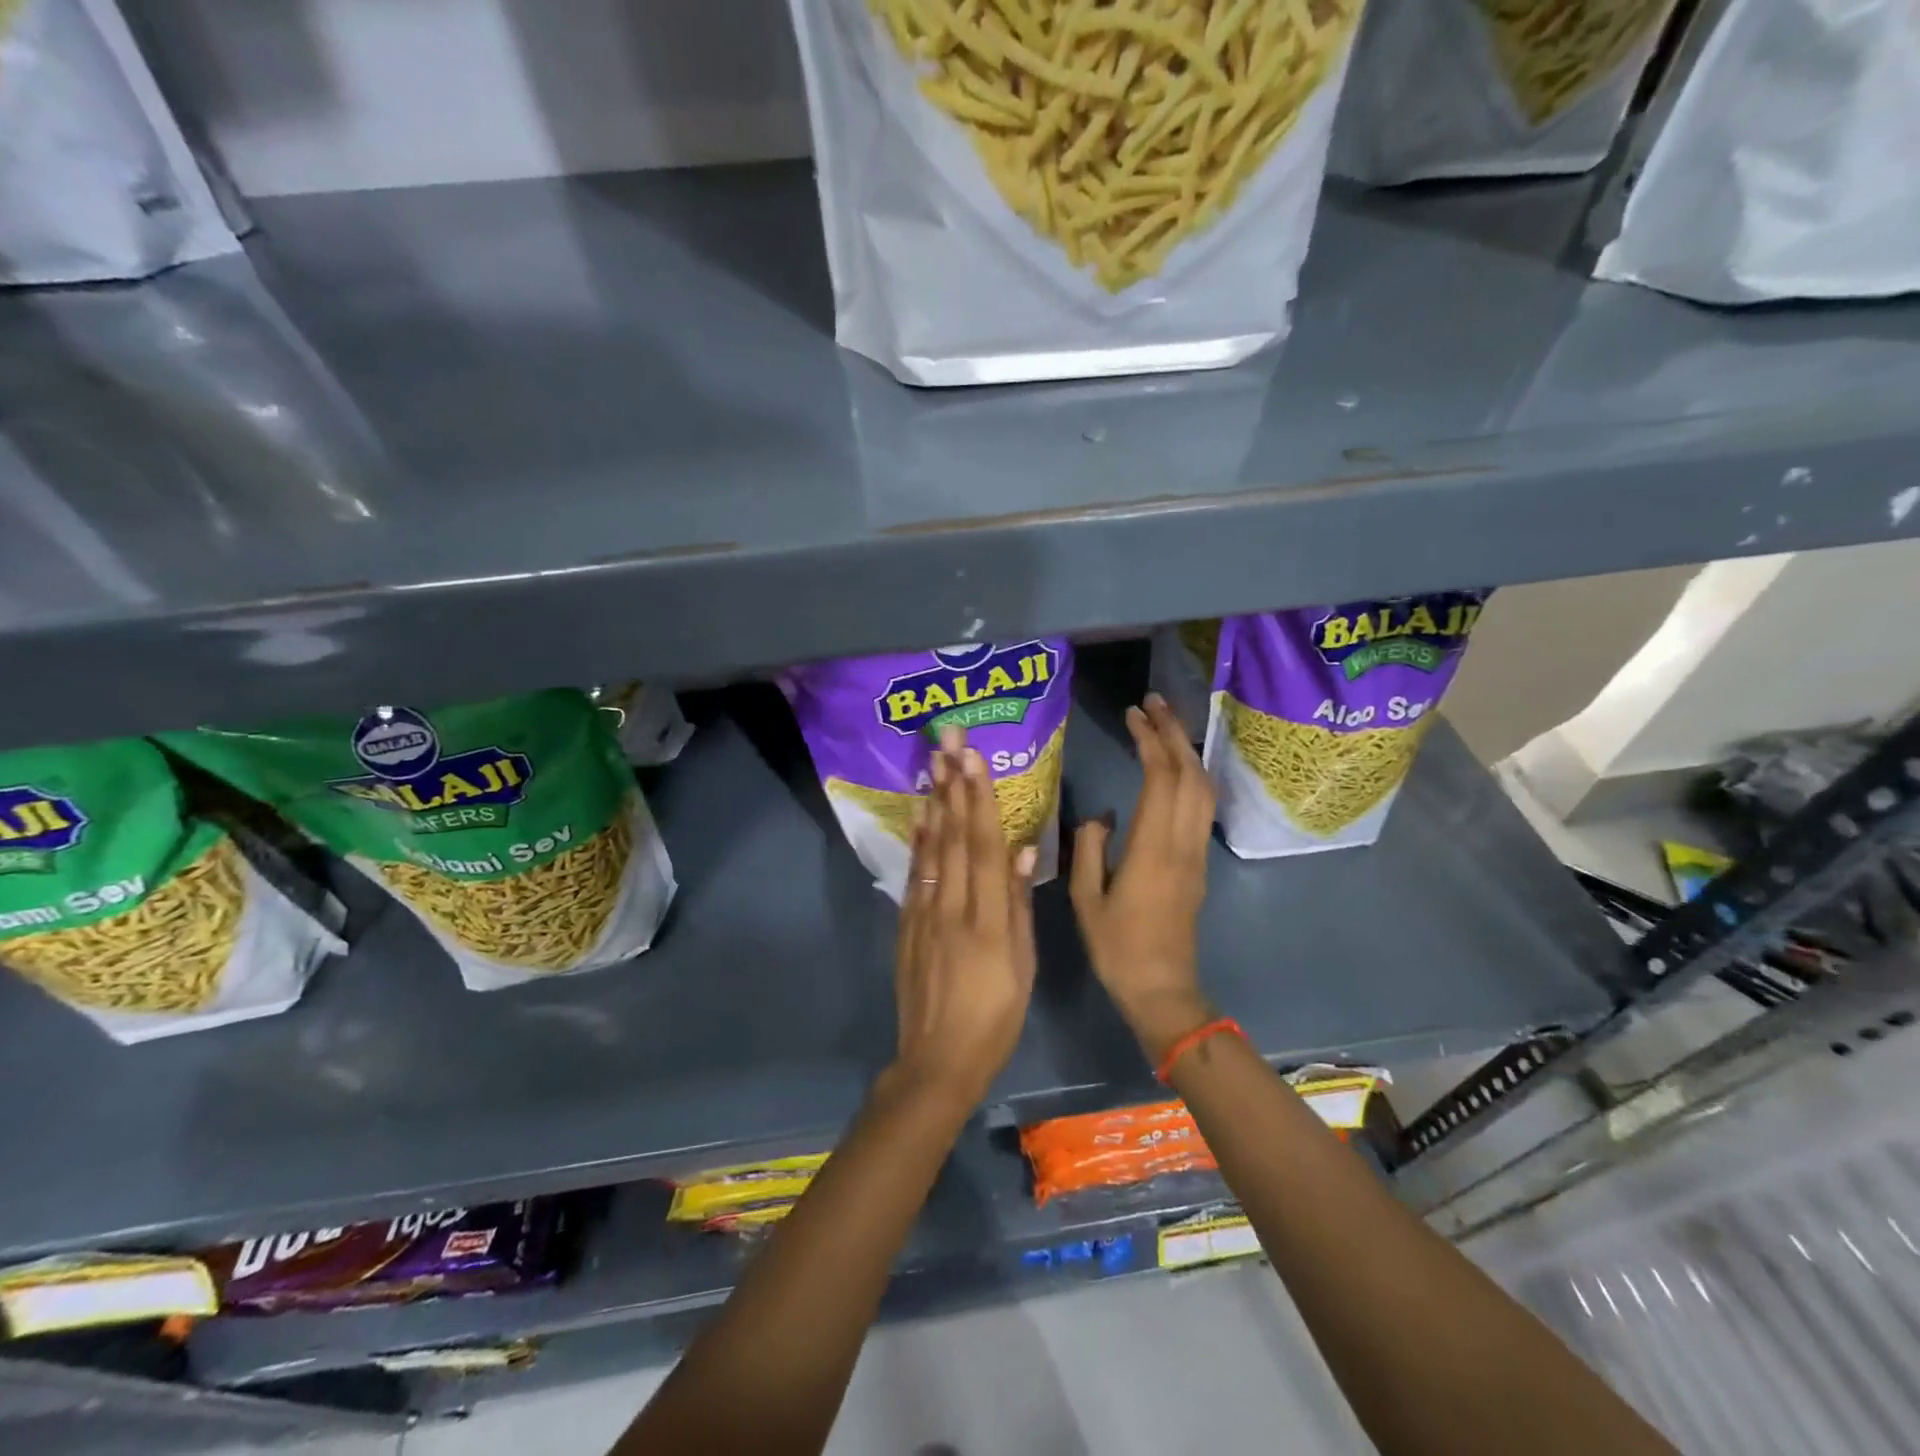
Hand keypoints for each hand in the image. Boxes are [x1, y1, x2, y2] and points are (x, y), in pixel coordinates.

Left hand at [890, 729, 1038, 1107]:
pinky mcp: (907, 924)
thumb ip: (1018, 906)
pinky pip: (915, 873)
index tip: (975, 759)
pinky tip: (922, 815)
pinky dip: (918, 840)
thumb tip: (1021, 850)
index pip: (983, 847)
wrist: (937, 1059)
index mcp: (987, 920)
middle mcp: (952, 907)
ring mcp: (924, 913)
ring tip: (935, 762)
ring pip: (932, 848)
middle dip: (954, 784)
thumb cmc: (995, 1017)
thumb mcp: (1022, 967)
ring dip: (936, 802)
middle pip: (953, 836)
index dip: (979, 800)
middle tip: (950, 740)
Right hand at [1070, 693, 1215, 1063]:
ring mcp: (1196, 853)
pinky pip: (1202, 807)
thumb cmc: (1117, 947)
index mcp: (1152, 848)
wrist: (1162, 989)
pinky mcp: (1198, 864)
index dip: (1150, 740)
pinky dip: (1191, 775)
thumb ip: (1089, 848)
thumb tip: (1102, 815)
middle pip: (1191, 774)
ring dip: (1187, 751)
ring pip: (1204, 789)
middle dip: (1174, 732)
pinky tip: (1175, 768)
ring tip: (1165, 725)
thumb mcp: (1086, 899)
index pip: (1161, 778)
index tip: (1133, 715)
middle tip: (1153, 703)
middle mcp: (1182, 843)